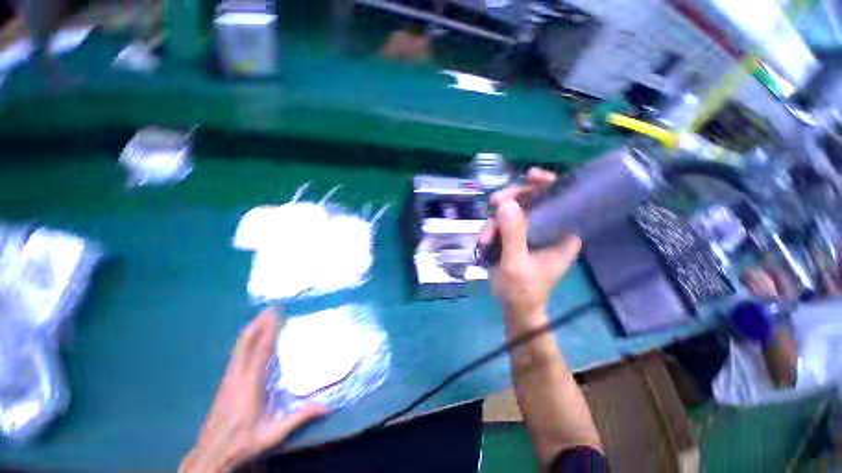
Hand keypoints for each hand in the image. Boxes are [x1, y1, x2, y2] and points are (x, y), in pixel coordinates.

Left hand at [179, 310, 328, 472]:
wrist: (211, 452)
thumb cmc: (243, 442)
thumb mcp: (273, 434)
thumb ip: (299, 417)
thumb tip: (327, 406)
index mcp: (250, 385)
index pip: (260, 351)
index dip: (268, 331)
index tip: (276, 314)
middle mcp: (237, 376)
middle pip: (246, 343)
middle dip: (258, 323)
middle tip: (271, 308)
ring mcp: (229, 377)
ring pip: (239, 346)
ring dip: (251, 329)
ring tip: (262, 316)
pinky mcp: (226, 381)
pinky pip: (236, 353)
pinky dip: (245, 339)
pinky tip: (250, 336)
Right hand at [479, 168, 581, 330]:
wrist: (515, 308)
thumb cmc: (523, 291)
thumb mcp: (516, 264)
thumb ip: (513, 235)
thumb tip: (505, 204)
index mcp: (563, 234)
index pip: (562, 200)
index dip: (548, 184)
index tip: (530, 176)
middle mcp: (550, 229)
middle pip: (533, 200)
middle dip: (511, 201)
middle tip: (493, 203)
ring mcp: (532, 232)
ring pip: (514, 211)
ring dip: (495, 221)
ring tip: (484, 239)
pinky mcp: (517, 237)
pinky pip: (503, 222)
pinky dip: (491, 228)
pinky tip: (484, 240)